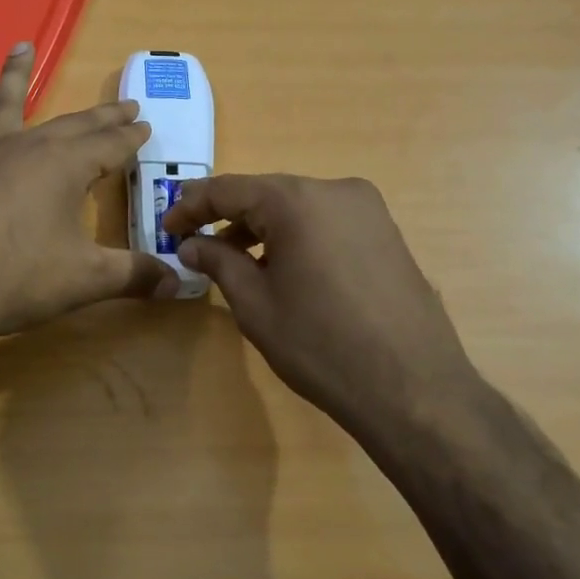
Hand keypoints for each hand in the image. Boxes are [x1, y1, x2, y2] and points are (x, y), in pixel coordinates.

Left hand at [0, 43, 178, 340]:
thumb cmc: (23, 277)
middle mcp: (28, 149)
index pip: (110, 145)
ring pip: (4, 109)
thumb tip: (178, 284)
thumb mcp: (88, 278)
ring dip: (15, 78)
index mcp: (66, 166)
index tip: (146, 126)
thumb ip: (135, 276)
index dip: (130, 137)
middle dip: (101, 116)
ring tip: (21, 47)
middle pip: (72, 125)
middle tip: (124, 105)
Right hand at [162, 174, 480, 432]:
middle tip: (195, 243)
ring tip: (235, 262)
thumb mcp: (255, 304)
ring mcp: (368, 210)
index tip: (166, 228)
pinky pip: (326, 222)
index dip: (190, 206)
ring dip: (261, 228)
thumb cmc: (320, 344)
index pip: (228, 189)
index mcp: (297, 200)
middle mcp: (335, 190)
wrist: (413, 389)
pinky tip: (283, 268)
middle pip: (265, 194)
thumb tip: (191, 244)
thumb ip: (218, 262)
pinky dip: (296, 236)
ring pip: (297, 207)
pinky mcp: (387, 233)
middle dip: (226, 217)